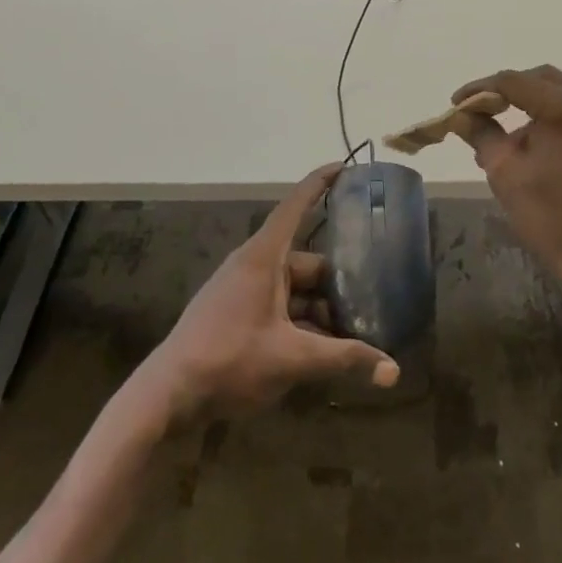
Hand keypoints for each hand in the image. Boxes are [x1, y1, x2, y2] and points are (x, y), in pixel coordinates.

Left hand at [141, 163, 399, 426]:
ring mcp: (243, 289)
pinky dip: (301, 322)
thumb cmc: (230, 361)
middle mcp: (254, 265)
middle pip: (305, 262)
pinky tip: (322, 351)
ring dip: (320, 309)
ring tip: (354, 333)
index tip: (345, 166)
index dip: (320, 183)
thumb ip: (344, 359)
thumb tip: (394, 371)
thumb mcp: (293, 359)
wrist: (167, 396)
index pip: (296, 205)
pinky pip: (279, 306)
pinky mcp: (236, 313)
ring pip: (294, 289)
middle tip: (373, 299)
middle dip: (337, 283)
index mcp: (264, 257)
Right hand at [450, 65, 561, 304]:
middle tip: (477, 111)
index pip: (514, 82)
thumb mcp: (505, 172)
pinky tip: (526, 146)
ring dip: (525, 105)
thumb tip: (462, 116)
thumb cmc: (553, 217)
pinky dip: (545, 118)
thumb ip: (481, 134)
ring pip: (556, 94)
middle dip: (505, 91)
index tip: (455, 104)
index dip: (480, 89)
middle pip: (539, 79)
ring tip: (498, 133)